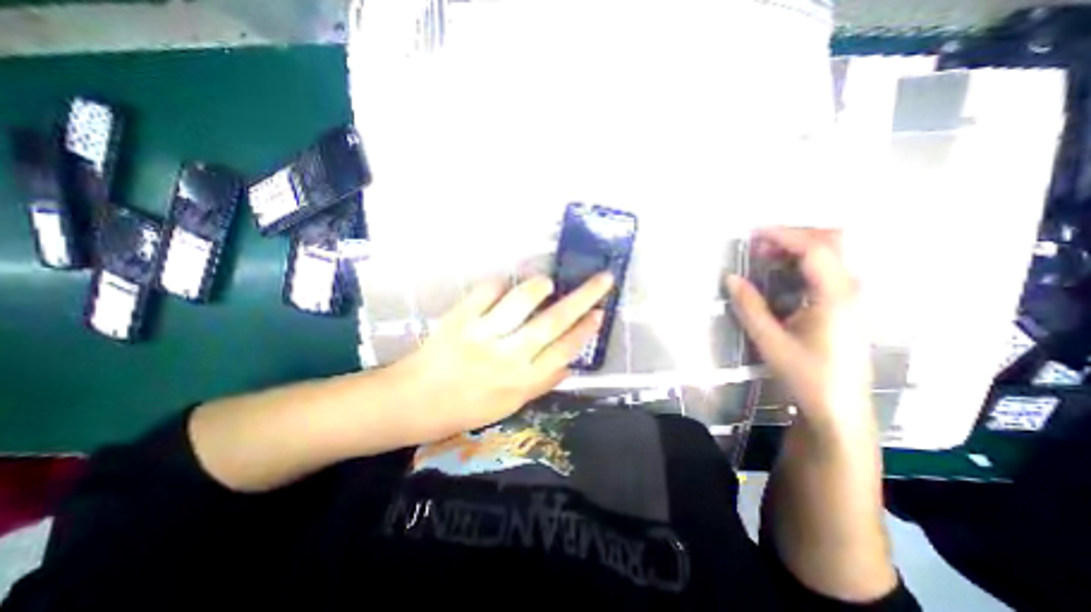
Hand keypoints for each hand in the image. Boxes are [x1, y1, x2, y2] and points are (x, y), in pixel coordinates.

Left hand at [383, 274, 611, 441]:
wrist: (413, 402)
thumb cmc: (465, 408)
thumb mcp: (509, 406)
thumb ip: (541, 384)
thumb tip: (569, 363)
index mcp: (522, 382)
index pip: (564, 350)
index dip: (585, 330)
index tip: (600, 313)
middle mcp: (508, 357)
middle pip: (554, 321)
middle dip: (584, 297)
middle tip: (603, 279)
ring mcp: (483, 335)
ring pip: (522, 300)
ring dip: (540, 286)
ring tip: (547, 283)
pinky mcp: (460, 319)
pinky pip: (487, 291)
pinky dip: (500, 283)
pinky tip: (504, 285)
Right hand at [728, 228, 876, 431]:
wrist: (838, 408)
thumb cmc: (806, 375)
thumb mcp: (770, 341)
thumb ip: (750, 306)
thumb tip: (730, 277)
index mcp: (835, 297)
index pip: (814, 250)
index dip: (784, 236)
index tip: (753, 234)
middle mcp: (850, 289)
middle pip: (831, 243)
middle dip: (793, 236)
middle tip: (758, 245)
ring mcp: (851, 297)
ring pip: (830, 254)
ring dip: (796, 248)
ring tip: (763, 257)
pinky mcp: (845, 305)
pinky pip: (826, 270)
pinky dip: (801, 262)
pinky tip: (780, 275)